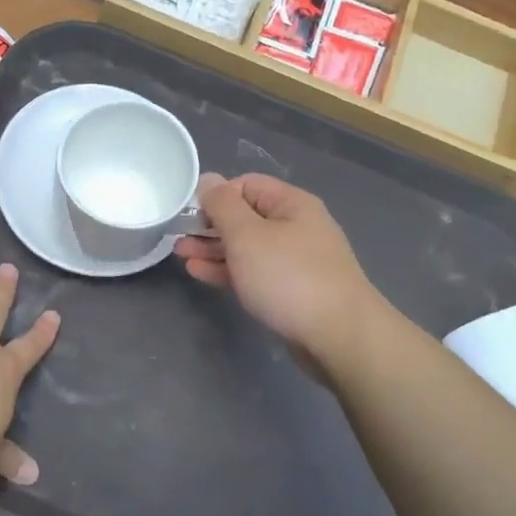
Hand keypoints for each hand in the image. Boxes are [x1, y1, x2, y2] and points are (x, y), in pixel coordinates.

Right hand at [174, 173, 381, 363]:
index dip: (215, 195)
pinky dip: (227, 270)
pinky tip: (201, 273)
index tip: (188, 213)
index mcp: (291, 204)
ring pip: (247, 246)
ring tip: (181, 254)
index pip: (246, 184)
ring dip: (213, 248)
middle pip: (245, 216)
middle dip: (209, 224)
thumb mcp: (247, 235)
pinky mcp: (291, 290)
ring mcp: (295, 260)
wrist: (338, 336)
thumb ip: (222, 205)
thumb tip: (208, 179)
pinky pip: (253, 271)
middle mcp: (296, 227)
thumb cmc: (288, 277)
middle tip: (177, 236)